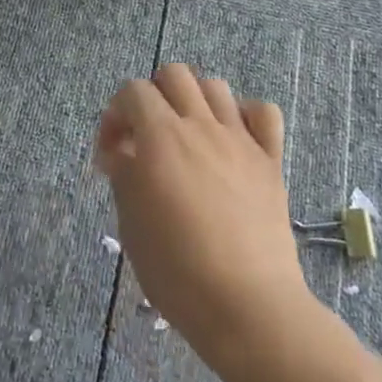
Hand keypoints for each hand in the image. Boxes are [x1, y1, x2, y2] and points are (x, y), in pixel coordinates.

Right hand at [95, 63, 314, 370]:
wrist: (248, 306)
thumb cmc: (178, 272)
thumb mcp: (132, 225)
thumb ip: (124, 175)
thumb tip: (123, 151)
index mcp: (160, 136)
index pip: (133, 91)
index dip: (115, 115)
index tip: (110, 153)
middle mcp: (200, 124)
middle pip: (174, 75)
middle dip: (153, 95)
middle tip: (147, 136)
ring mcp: (239, 139)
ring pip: (215, 86)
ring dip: (195, 101)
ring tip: (188, 136)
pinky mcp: (270, 159)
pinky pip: (263, 112)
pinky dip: (246, 115)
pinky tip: (234, 139)